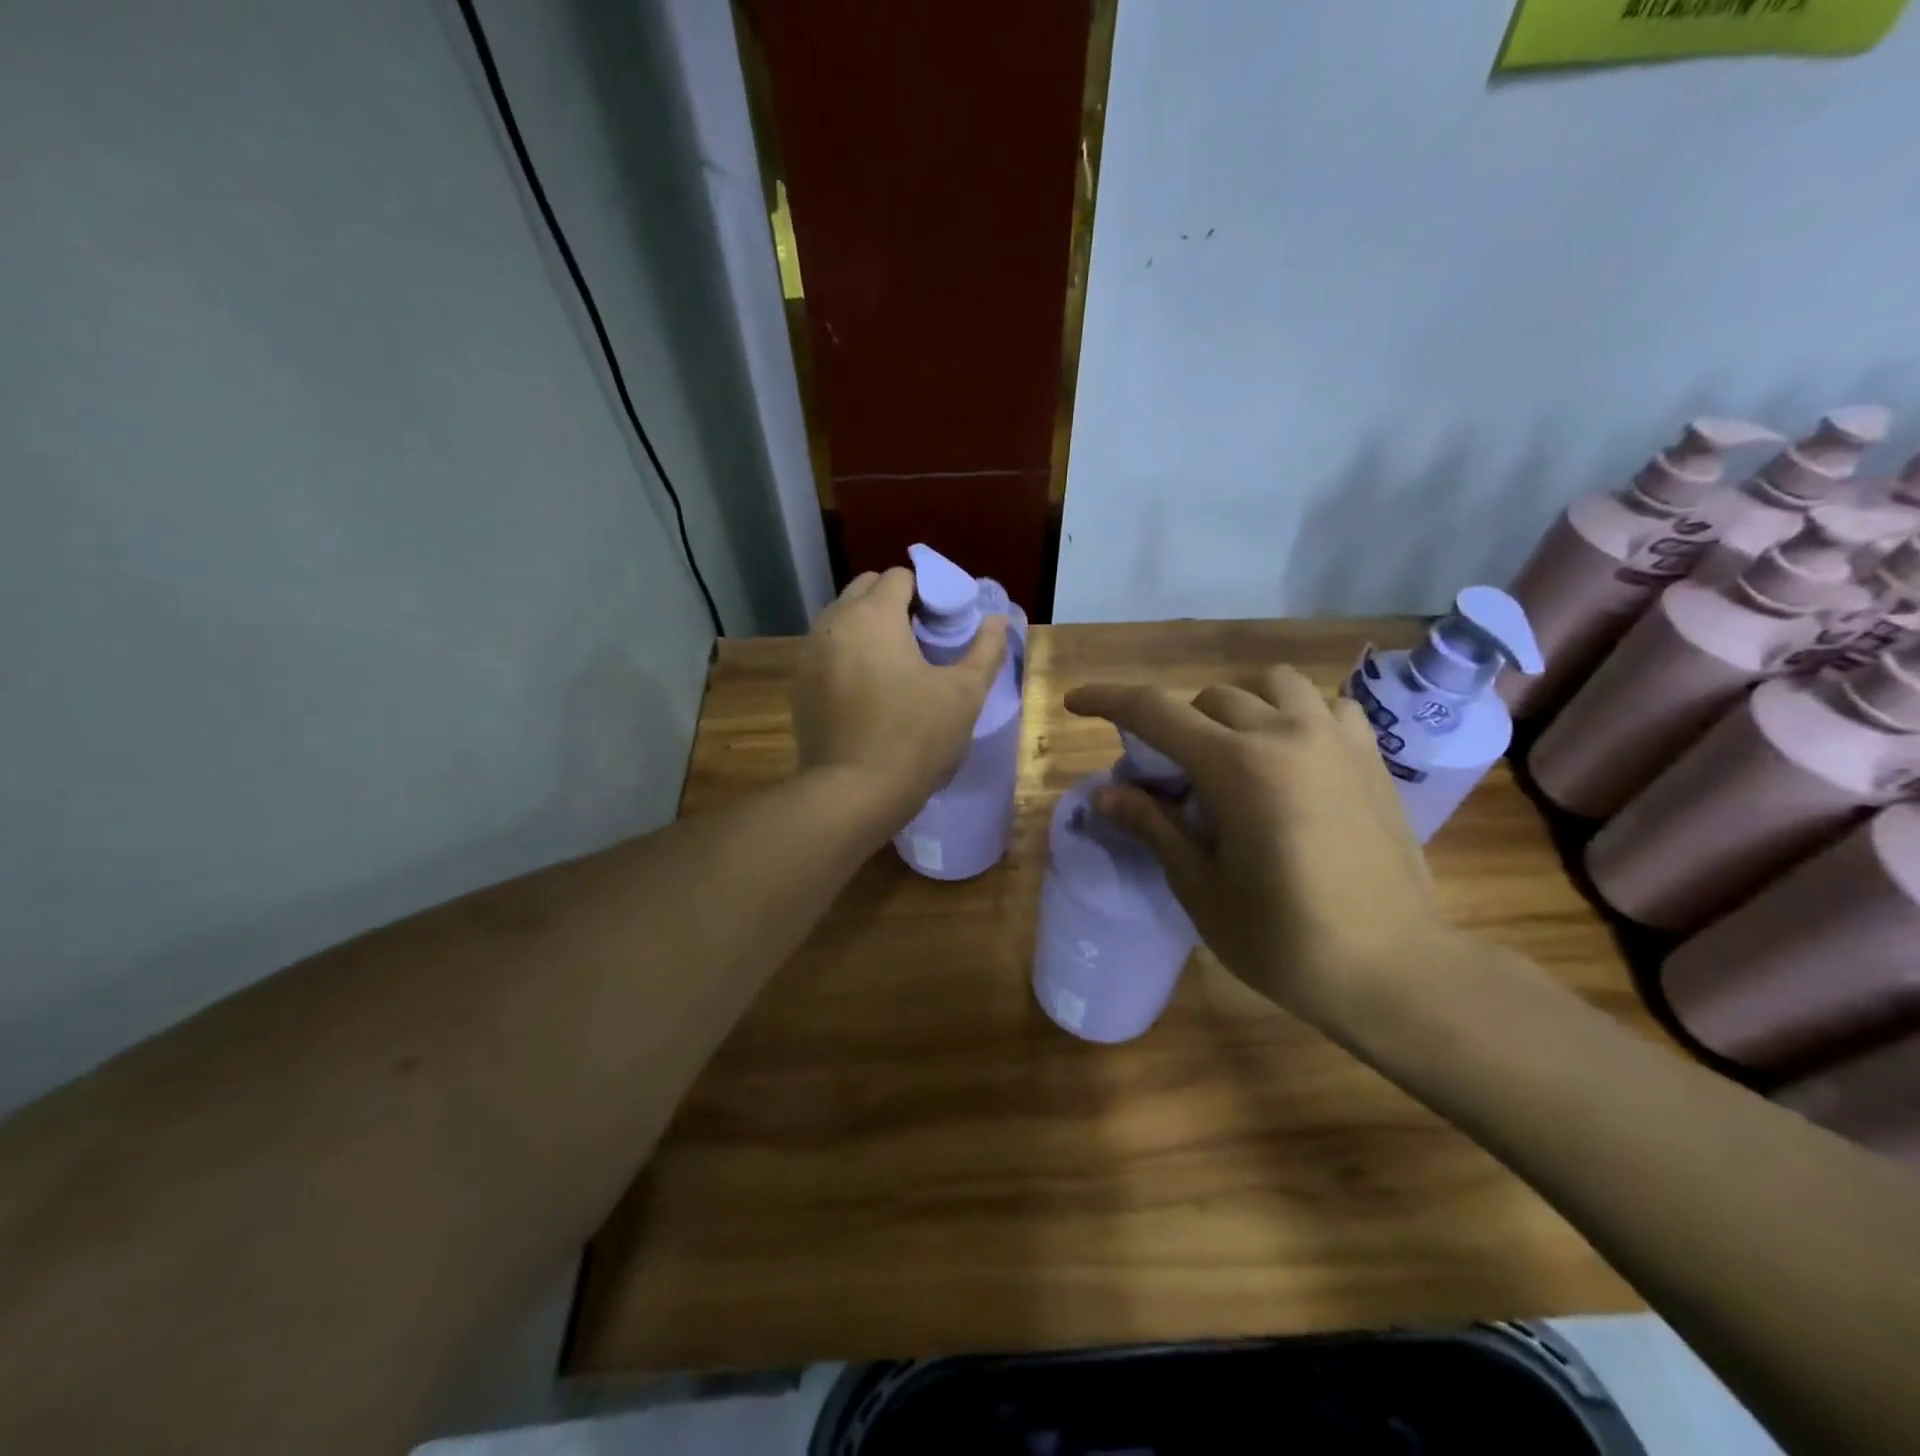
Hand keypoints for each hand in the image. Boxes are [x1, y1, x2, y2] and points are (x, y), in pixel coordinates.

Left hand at [791, 568, 1007, 826]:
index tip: (944, 622)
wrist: (852, 793)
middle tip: (922, 638)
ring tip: (895, 663)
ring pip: (842, 619)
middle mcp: (833, 622)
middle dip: (894, 602)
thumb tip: (997, 620)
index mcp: (873, 615)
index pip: (900, 576)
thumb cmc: (915, 738)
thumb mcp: (964, 694)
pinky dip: (847, 653)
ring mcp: (809, 653)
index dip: (928, 592)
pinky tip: (867, 688)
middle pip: (865, 589)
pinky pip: (827, 650)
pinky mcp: (798, 684)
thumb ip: (985, 649)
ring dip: (868, 626)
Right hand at [1064, 668, 1461, 1030]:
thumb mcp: (1201, 888)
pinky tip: (1291, 755)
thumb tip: (1104, 792)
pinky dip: (1294, 715)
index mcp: (1237, 766)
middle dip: (1175, 727)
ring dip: (1236, 706)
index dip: (1107, 699)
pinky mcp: (1370, 757)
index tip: (1076, 702)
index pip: (1154, 710)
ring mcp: (1335, 739)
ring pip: (1270, 685)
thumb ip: (1153, 827)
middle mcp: (1285, 734)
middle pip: (1208, 698)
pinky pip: (1325, 706)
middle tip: (1168, 777)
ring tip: (1230, 752)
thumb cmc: (1285, 940)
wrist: (1396, 969)